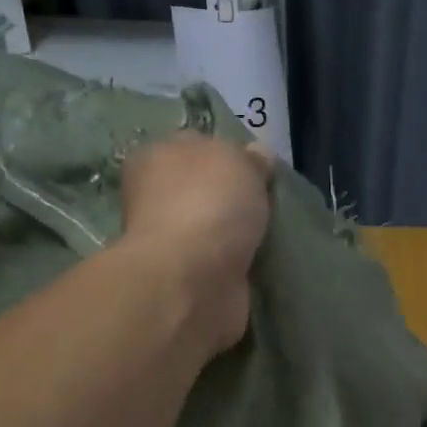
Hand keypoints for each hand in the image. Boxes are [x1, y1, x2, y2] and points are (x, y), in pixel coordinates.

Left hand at [119, 133, 273, 356]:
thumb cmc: (208, 204)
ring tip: (271, 235)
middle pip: (205, 190)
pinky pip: (222, 264)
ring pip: (214, 229)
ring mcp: (171, 243)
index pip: (195, 146)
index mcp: (155, 157)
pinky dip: (239, 265)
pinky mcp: (188, 280)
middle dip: (234, 198)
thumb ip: (249, 157)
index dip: (228, 154)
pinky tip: (261, 263)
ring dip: (238, 234)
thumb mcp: (238, 160)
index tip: (259, 169)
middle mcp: (155, 198)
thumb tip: (257, 157)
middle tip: (269, 203)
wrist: (192, 280)